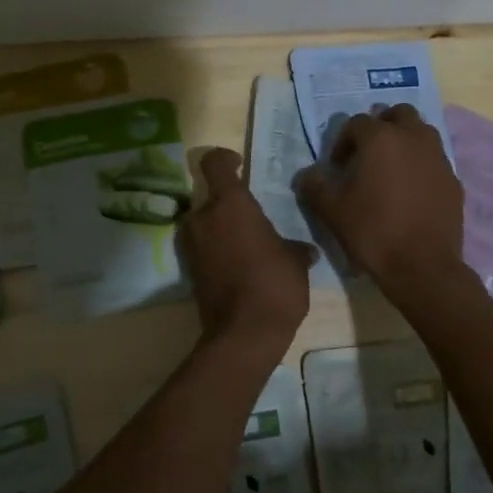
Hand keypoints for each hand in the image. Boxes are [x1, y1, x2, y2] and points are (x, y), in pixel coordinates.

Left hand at [179, 148, 314, 360]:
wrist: (244, 334)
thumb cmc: (274, 283)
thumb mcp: (295, 261)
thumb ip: (294, 247)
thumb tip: (304, 250)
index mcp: (230, 203)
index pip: (214, 163)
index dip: (225, 158)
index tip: (239, 164)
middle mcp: (204, 217)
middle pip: (210, 197)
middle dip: (228, 205)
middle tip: (252, 219)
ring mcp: (192, 245)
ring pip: (204, 224)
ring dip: (221, 229)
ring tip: (248, 245)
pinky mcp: (189, 271)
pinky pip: (203, 248)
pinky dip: (216, 251)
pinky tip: (240, 266)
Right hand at [294, 106, 465, 293]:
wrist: (423, 267)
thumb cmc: (373, 232)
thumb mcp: (331, 210)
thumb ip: (314, 185)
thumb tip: (308, 174)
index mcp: (381, 138)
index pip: (357, 123)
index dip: (343, 141)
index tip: (338, 166)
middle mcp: (413, 138)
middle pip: (398, 114)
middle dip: (381, 126)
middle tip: (368, 152)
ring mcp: (438, 157)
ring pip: (421, 132)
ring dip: (405, 140)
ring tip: (391, 167)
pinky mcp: (454, 179)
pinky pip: (434, 159)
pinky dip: (421, 164)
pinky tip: (411, 190)